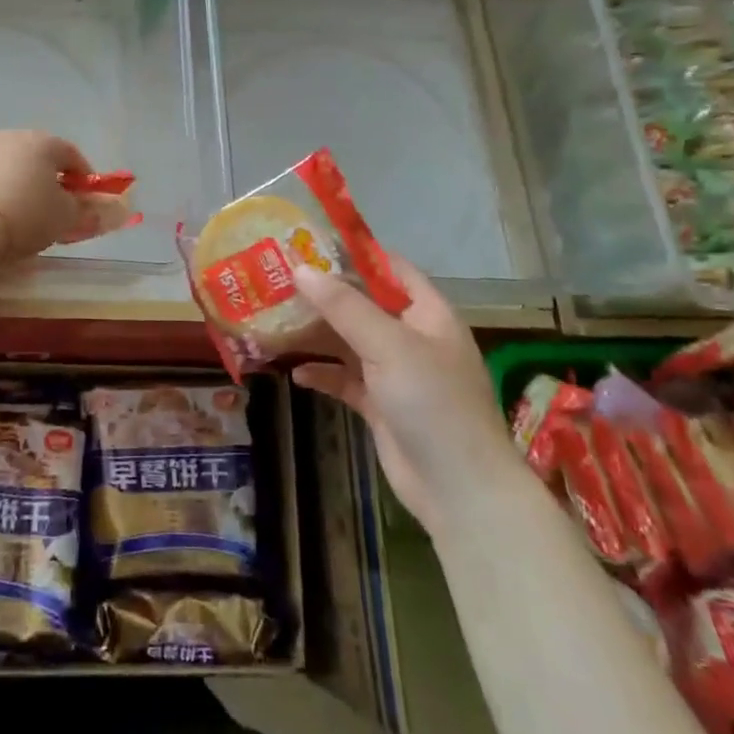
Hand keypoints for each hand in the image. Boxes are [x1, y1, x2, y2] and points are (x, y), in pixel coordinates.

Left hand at [0, 130, 94, 258]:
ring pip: (13, 163)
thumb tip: (96, 208)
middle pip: (40, 155)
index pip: (72, 154)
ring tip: (25, 208)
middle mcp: (12, 136)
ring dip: (23, 180)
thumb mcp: (66, 217)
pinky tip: (0, 209)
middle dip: (51, 177)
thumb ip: (86, 210)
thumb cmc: (28, 215)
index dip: (84, 176)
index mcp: (43, 142)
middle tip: (57, 204)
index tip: (87, 198)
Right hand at [291, 254, 511, 530]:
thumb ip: (344, 306)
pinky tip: (294, 373)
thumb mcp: (388, 345)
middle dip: (324, 295)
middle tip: (279, 281)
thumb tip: (300, 269)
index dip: (355, 254)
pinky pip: (345, 379)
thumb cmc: (432, 402)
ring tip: (274, 321)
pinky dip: (322, 374)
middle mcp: (412, 338)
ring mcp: (396, 373)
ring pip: (349, 342)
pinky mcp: (380, 405)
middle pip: (363, 305)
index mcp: (428, 314)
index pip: (391, 269)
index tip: (310, 244)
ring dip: (316, 335)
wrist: (459, 488)